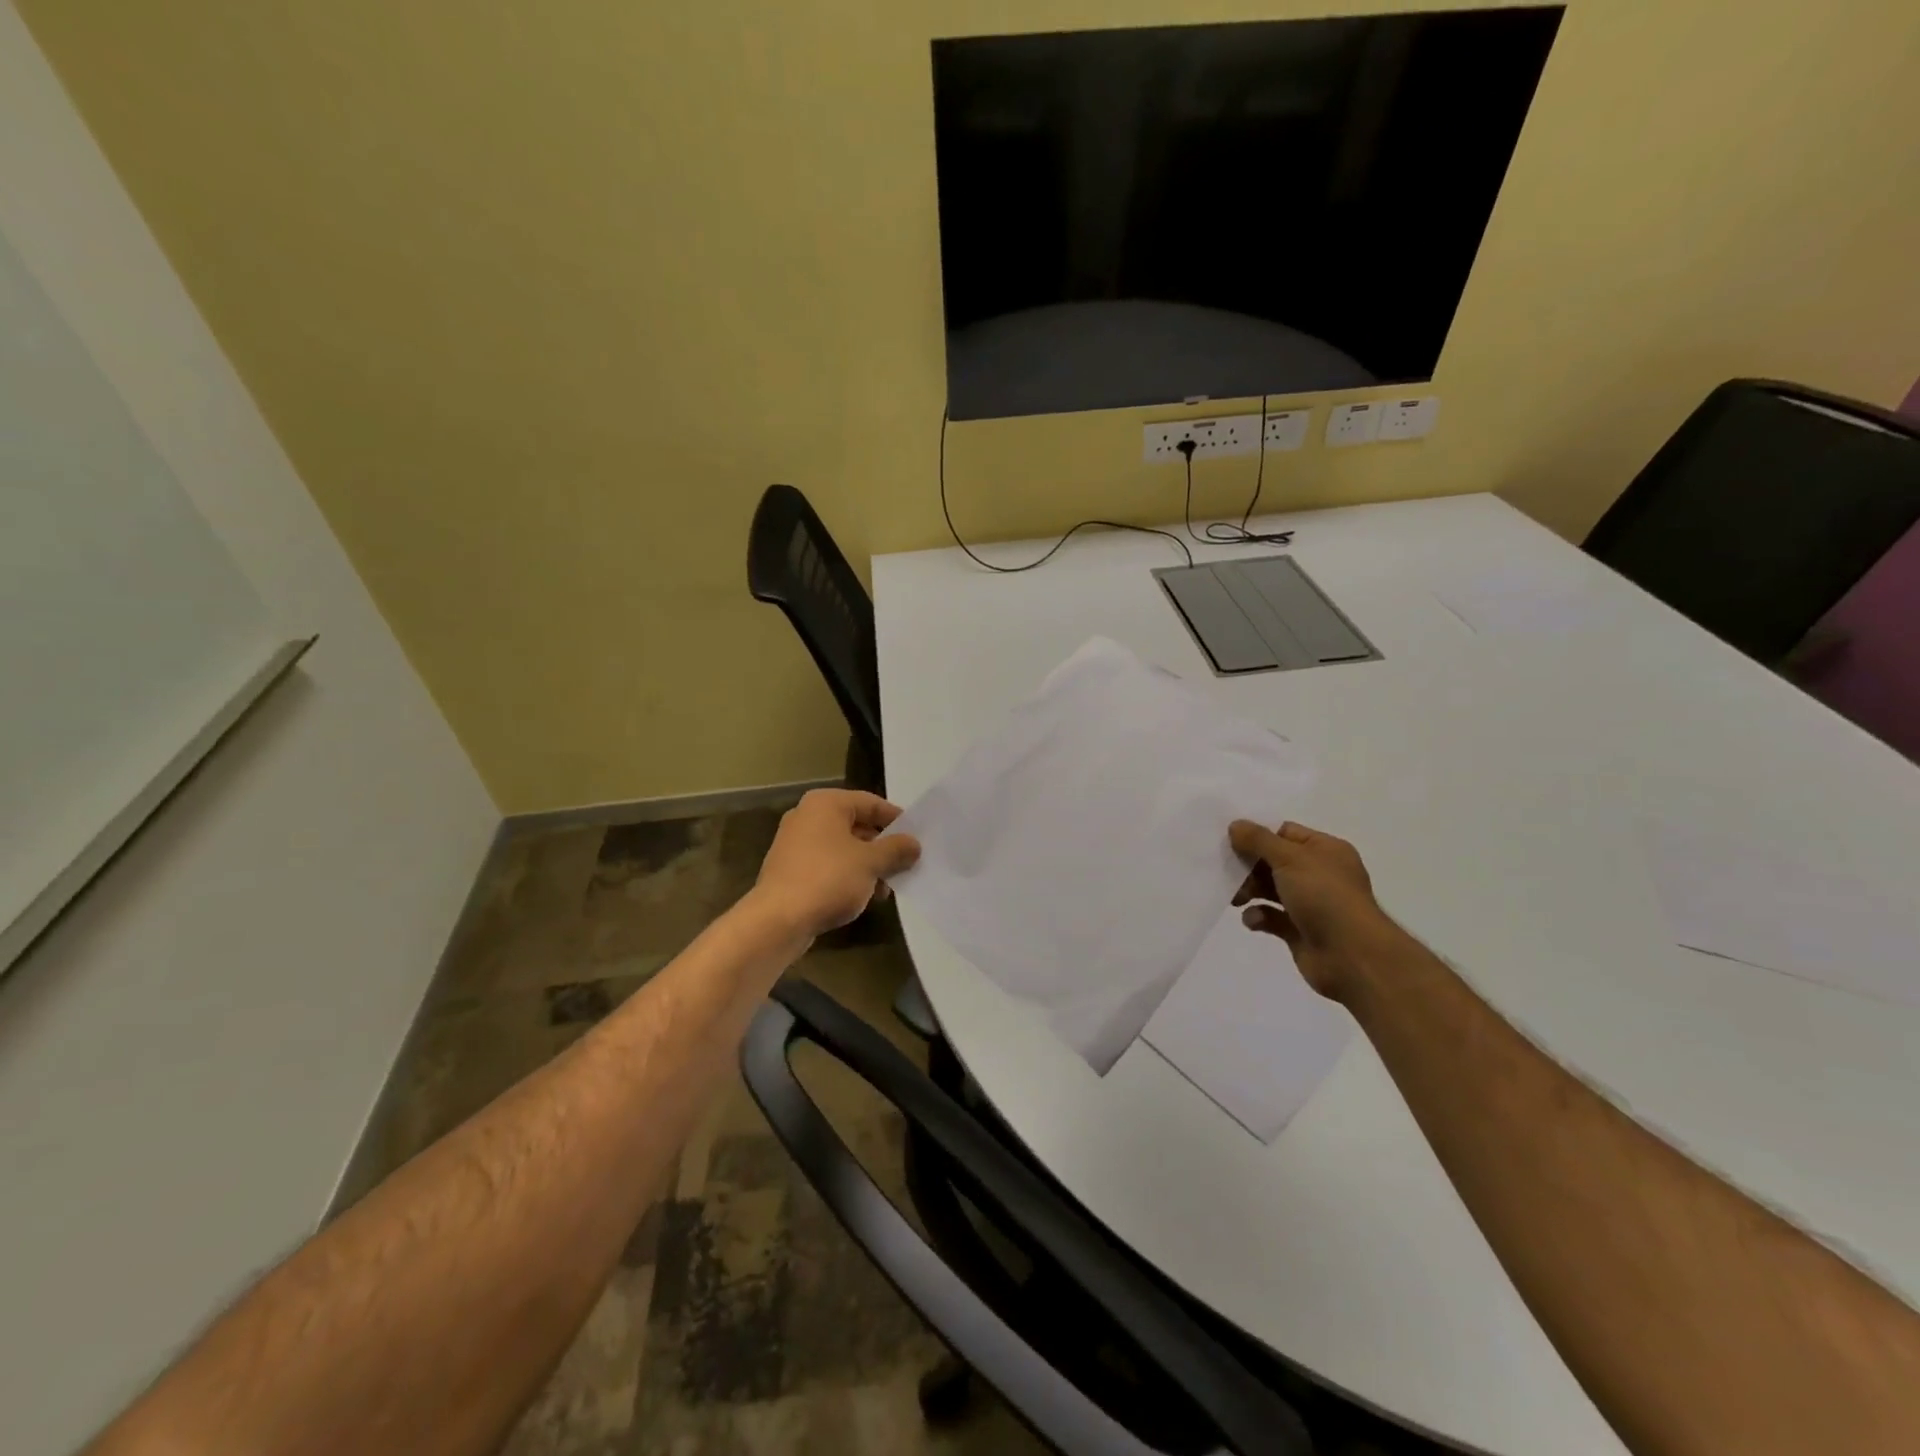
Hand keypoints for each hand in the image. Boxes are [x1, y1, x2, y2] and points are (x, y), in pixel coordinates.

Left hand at [748, 790, 921, 940]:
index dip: (896, 820)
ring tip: (886, 889)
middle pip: (857, 825)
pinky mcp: (790, 869)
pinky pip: (828, 865)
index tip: (917, 838)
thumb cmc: (828, 879)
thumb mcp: (871, 862)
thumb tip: (914, 844)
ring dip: (867, 866)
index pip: (871, 803)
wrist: (778, 920)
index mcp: (826, 804)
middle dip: (882, 847)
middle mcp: (807, 816)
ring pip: (843, 848)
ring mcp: (795, 843)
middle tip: (905, 865)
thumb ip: (896, 849)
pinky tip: (863, 897)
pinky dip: (847, 876)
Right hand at [1228, 820, 1404, 1000]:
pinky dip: (1259, 917)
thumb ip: (1258, 840)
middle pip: (1274, 861)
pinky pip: (1272, 917)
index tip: (1229, 840)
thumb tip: (1235, 824)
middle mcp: (1320, 874)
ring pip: (1270, 889)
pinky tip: (1254, 920)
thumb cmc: (1324, 896)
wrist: (1351, 956)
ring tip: (1235, 898)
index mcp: (1325, 850)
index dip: (1258, 835)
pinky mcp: (1300, 931)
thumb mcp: (1289, 858)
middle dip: (1249, 866)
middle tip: (1226, 871)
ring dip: (1250, 891)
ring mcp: (1311, 904)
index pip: (1285, 833)